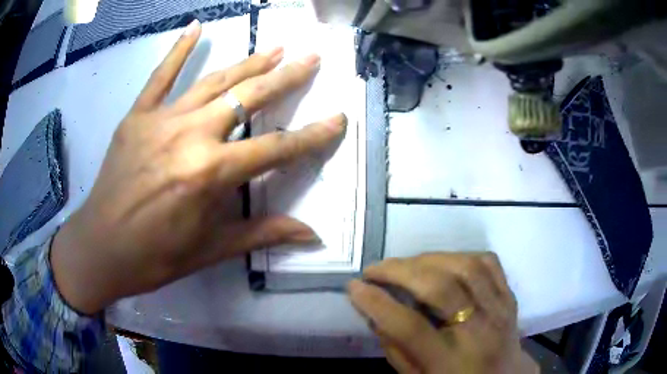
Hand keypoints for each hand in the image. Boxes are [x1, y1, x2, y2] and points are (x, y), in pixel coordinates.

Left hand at [51, 20, 346, 313]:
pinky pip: (160, 76)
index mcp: (210, 175)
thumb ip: (263, 234)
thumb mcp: (212, 249)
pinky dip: (178, 50)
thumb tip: (311, 235)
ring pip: (213, 81)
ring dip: (248, 62)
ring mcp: (160, 120)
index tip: (338, 119)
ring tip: (275, 47)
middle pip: (248, 97)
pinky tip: (196, 26)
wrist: (101, 248)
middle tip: (311, 58)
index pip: (276, 149)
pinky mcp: (136, 116)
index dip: (312, 136)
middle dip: (285, 77)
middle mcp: (189, 137)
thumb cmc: (156, 257)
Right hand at [348, 253, 538, 373]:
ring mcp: (500, 309)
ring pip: (466, 267)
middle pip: (441, 288)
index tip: (354, 286)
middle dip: (400, 272)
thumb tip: (374, 310)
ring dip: (428, 259)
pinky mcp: (509, 295)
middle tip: (375, 269)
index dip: (377, 304)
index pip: (410, 328)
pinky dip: (461, 255)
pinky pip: (488, 261)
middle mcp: (479, 331)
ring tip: (405, 264)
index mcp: (451, 361)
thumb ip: (395, 348)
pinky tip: (442, 262)